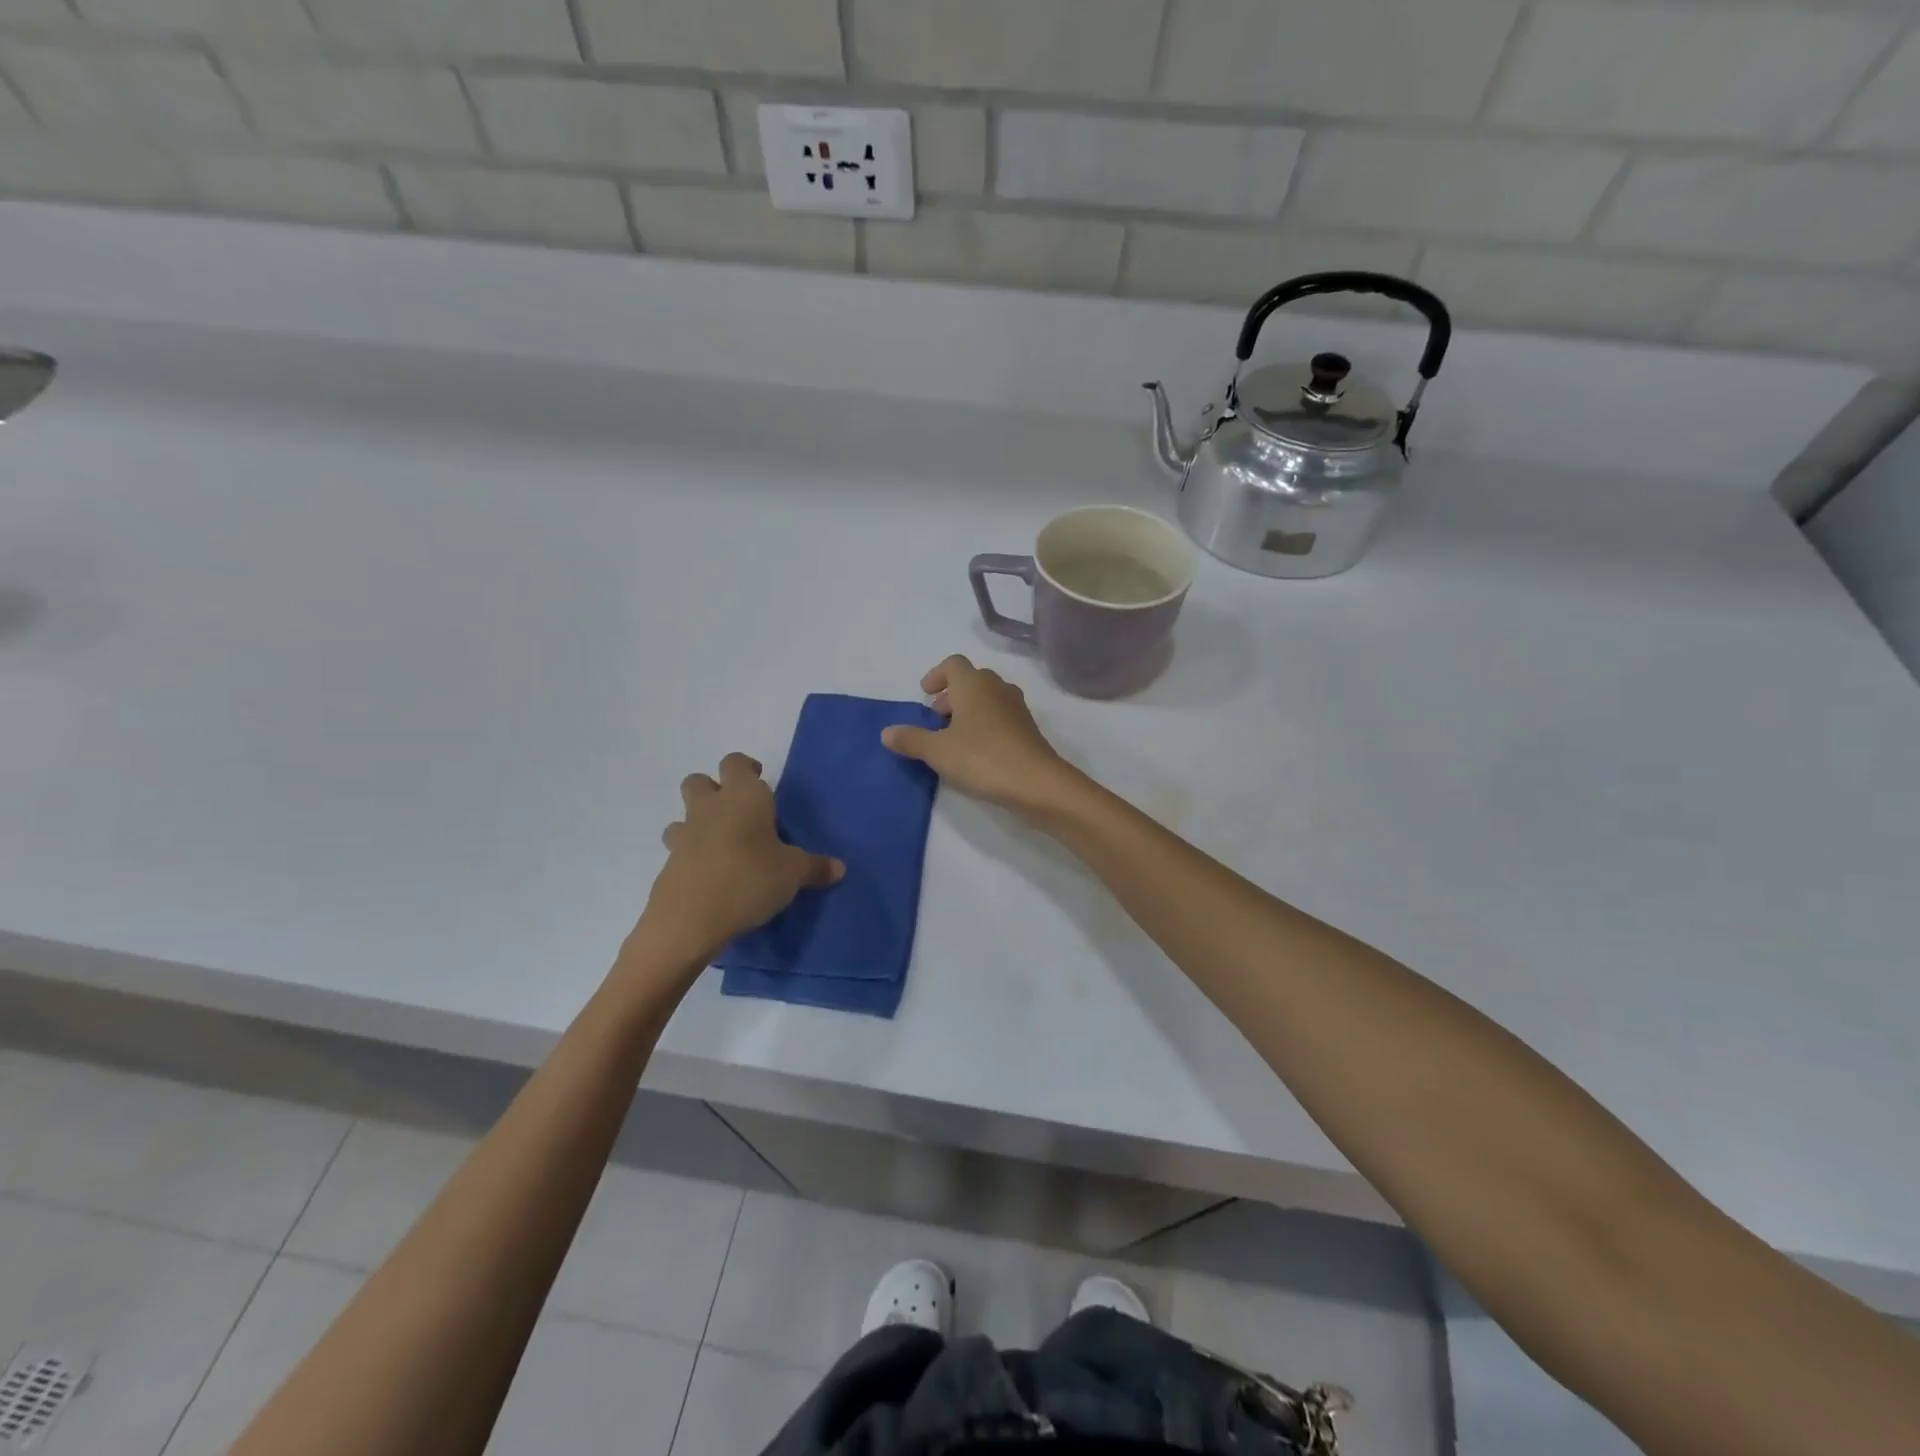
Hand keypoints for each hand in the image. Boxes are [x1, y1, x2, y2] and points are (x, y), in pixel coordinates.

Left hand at [634, 753, 843, 966]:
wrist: (690, 918)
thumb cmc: (750, 878)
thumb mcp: (793, 874)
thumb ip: (814, 867)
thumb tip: (839, 868)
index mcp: (744, 797)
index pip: (736, 763)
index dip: (747, 769)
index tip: (760, 781)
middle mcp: (710, 807)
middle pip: (699, 781)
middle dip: (714, 789)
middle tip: (738, 811)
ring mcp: (685, 835)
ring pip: (683, 814)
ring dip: (698, 822)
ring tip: (721, 844)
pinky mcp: (669, 864)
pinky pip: (679, 849)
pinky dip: (692, 855)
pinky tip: (711, 875)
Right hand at [881, 655, 1079, 815]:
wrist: (1037, 783)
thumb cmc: (982, 758)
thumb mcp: (937, 751)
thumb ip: (911, 740)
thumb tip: (886, 733)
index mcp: (973, 684)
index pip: (953, 664)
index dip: (936, 676)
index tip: (925, 695)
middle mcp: (996, 687)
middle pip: (970, 680)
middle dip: (950, 697)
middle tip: (935, 721)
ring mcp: (1016, 707)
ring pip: (986, 699)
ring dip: (968, 711)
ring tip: (953, 739)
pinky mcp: (1027, 729)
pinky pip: (999, 717)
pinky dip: (984, 725)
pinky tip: (976, 752)